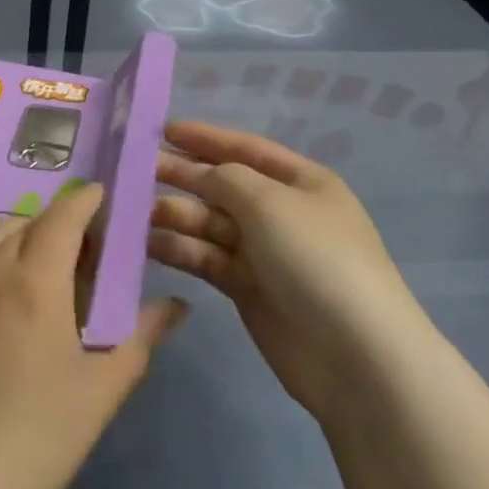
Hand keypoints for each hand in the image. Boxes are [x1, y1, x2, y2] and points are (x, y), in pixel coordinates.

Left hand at [0, 186, 187, 488]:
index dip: (84, 202)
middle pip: (28, 226)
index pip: (64, 220)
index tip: (100, 197)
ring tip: (31, 248)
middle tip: (75, 251)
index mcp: (38, 284)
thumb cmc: (39, 437)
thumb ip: (140, 337)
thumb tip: (178, 304)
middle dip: (57, 226)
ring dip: (16, 232)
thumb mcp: (101, 389)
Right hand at [151, 121, 422, 420]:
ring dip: (174, 214)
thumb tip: (198, 173)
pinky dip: (178, 249)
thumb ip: (224, 178)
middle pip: (222, 185)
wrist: (356, 357)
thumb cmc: (316, 259)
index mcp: (301, 182)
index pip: (245, 148)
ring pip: (209, 223)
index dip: (204, 137)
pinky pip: (206, 258)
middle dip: (181, 175)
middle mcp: (281, 212)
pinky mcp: (248, 289)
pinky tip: (145, 243)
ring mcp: (264, 252)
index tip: (161, 130)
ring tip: (132, 210)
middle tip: (132, 170)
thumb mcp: (270, 202)